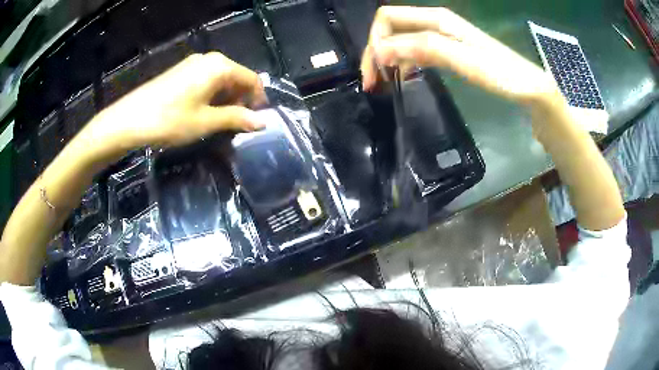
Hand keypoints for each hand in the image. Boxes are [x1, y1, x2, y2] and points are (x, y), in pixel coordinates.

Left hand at [83, 52, 266, 150]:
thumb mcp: (206, 122)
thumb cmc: (171, 120)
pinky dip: (211, 96)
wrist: (129, 120)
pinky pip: (205, 81)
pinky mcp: (180, 72)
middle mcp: (209, 59)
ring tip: (219, 122)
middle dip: (241, 100)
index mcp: (220, 66)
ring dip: (225, 100)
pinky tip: (202, 113)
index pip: (251, 79)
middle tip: (237, 125)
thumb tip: (262, 122)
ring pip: (220, 80)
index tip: (256, 122)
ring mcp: (192, 64)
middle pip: (236, 77)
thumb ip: (237, 119)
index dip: (258, 100)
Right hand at [361, 6, 558, 104]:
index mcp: (436, 19)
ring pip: (400, 40)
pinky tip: (403, 78)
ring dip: (386, 59)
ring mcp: (441, 37)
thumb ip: (424, 48)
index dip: (374, 42)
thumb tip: (383, 50)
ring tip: (383, 84)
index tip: (376, 73)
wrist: (528, 88)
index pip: (388, 19)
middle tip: (372, 83)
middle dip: (375, 52)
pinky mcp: (447, 51)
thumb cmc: (501, 74)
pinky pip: (415, 52)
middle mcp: (434, 23)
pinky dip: (403, 64)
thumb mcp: (463, 60)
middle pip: (391, 29)